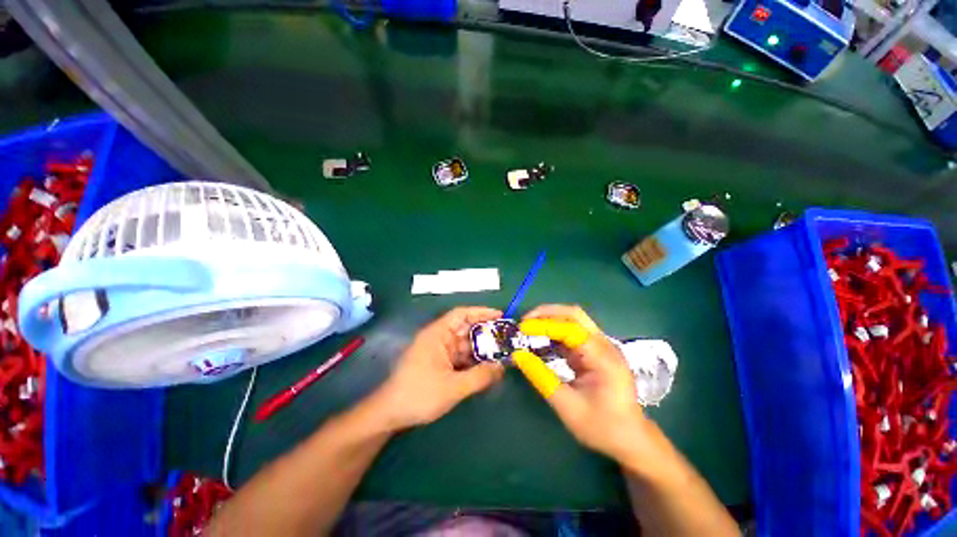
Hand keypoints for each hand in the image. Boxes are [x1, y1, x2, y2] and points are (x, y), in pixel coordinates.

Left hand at [370, 307, 504, 429]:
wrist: (389, 415)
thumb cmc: (419, 394)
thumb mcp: (453, 387)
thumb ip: (480, 376)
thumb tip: (502, 367)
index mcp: (437, 334)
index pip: (461, 314)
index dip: (481, 312)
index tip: (500, 315)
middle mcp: (439, 339)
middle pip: (466, 330)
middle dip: (486, 334)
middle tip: (507, 339)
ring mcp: (439, 352)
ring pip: (465, 345)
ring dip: (481, 350)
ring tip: (502, 355)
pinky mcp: (439, 364)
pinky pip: (460, 358)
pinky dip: (473, 362)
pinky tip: (487, 368)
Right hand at [520, 304, 650, 462]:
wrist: (631, 440)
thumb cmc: (602, 427)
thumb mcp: (567, 406)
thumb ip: (542, 378)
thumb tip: (518, 355)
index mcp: (603, 358)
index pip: (570, 329)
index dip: (544, 325)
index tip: (521, 328)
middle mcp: (604, 345)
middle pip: (574, 315)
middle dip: (547, 313)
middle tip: (524, 321)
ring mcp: (600, 346)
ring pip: (573, 321)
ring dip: (550, 321)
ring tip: (528, 329)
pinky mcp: (594, 352)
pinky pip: (572, 334)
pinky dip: (554, 333)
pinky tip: (540, 341)